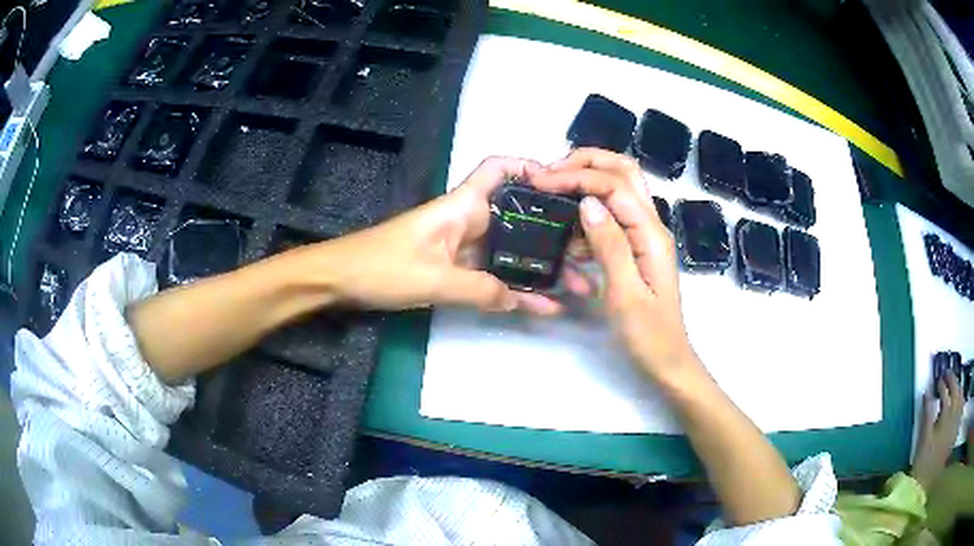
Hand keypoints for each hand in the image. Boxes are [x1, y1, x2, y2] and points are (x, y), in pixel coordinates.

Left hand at [306, 156, 589, 313]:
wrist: (341, 281)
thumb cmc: (381, 267)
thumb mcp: (434, 279)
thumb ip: (481, 290)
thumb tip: (523, 300)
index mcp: (462, 206)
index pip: (499, 169)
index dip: (528, 166)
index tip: (561, 185)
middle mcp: (469, 220)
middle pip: (520, 216)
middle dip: (555, 233)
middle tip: (589, 254)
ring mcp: (465, 247)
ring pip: (513, 251)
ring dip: (543, 267)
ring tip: (579, 285)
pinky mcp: (457, 270)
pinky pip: (495, 276)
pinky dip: (516, 289)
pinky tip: (543, 305)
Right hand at [533, 149, 698, 379]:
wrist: (667, 361)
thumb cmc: (647, 335)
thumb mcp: (626, 294)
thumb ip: (610, 245)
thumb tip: (588, 202)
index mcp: (651, 234)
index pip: (614, 185)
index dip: (578, 175)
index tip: (542, 182)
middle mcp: (652, 225)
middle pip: (623, 171)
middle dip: (586, 162)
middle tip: (549, 173)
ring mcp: (645, 234)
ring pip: (618, 188)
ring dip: (586, 180)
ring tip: (553, 192)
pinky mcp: (636, 246)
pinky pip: (613, 214)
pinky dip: (590, 210)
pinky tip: (569, 230)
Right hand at [912, 372, 965, 489]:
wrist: (931, 482)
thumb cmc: (926, 463)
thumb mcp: (923, 441)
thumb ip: (926, 415)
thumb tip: (926, 392)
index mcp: (945, 414)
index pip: (944, 392)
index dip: (941, 384)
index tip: (937, 380)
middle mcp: (954, 412)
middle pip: (955, 389)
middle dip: (952, 380)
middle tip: (947, 374)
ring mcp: (957, 420)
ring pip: (961, 396)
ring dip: (958, 387)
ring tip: (954, 384)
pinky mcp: (957, 428)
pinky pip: (962, 407)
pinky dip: (961, 399)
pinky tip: (960, 400)